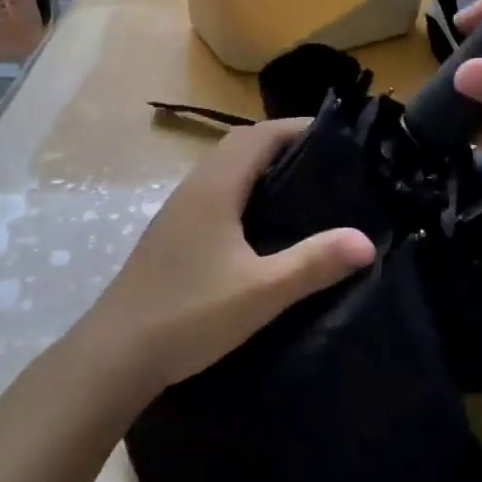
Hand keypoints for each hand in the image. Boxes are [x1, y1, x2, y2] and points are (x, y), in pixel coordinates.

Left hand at [77, 119, 375, 399]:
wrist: (114, 354)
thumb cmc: (190, 315)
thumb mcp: (261, 292)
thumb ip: (313, 263)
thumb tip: (366, 240)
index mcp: (215, 187)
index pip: (260, 135)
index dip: (296, 127)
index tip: (336, 136)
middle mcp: (194, 186)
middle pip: (241, 144)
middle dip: (282, 142)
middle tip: (325, 161)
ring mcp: (178, 209)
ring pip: (224, 167)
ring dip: (259, 164)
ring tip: (301, 185)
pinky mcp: (172, 232)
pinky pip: (214, 190)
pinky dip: (243, 187)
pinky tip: (260, 222)